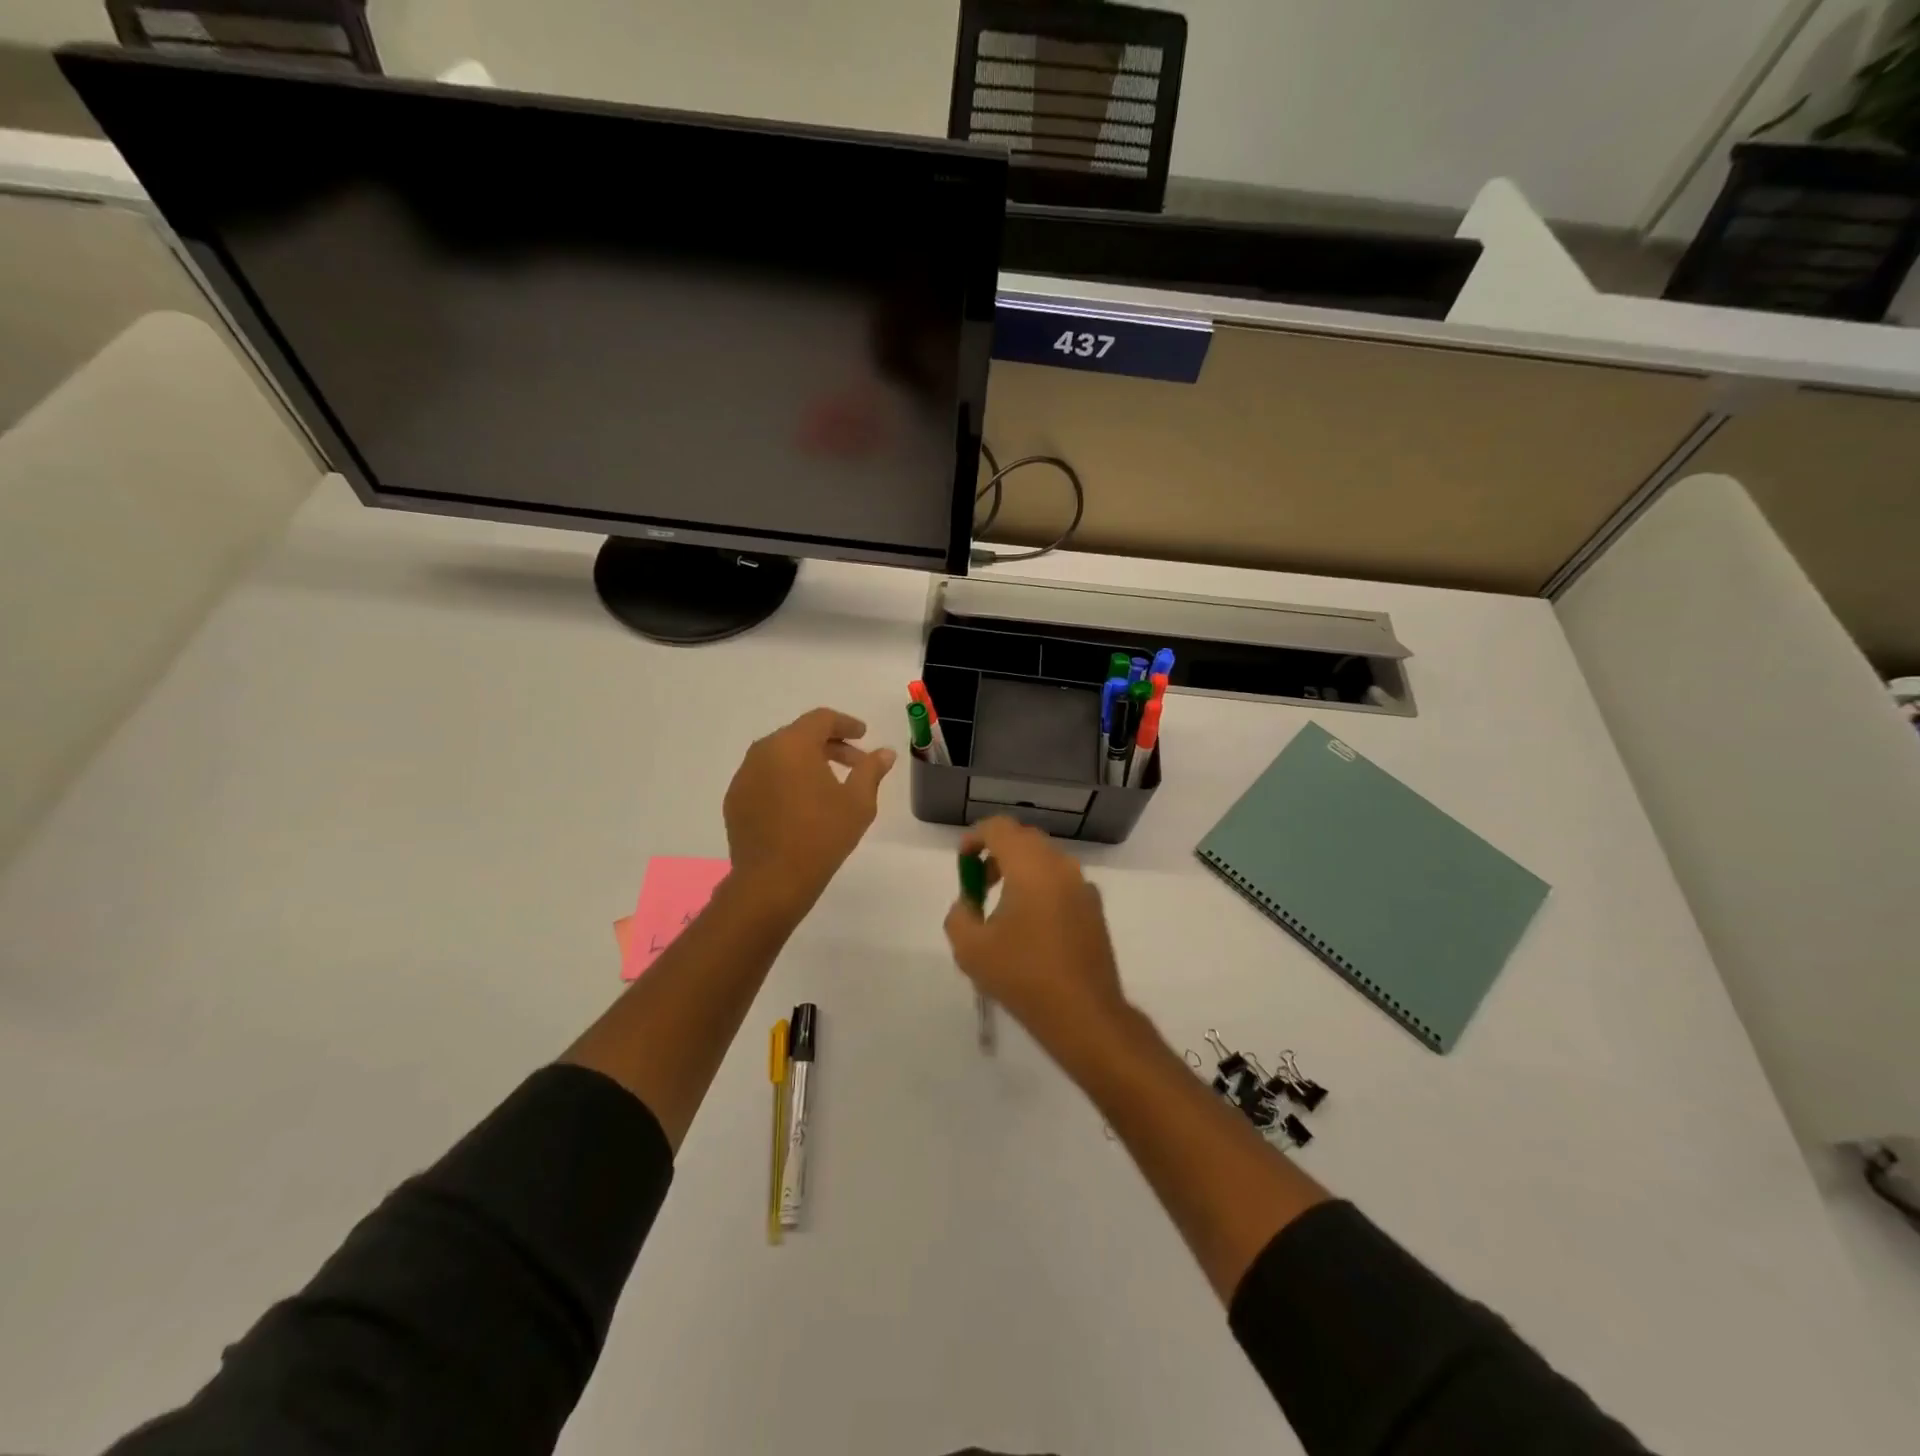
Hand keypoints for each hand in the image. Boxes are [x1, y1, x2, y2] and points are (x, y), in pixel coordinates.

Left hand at [723, 708, 894, 916]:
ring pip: (780, 757)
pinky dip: (785, 781)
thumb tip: (884, 753)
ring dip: (806, 763)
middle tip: (854, 763)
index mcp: (793, 745)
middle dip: (829, 745)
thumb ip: (871, 770)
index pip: (821, 719)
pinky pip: (764, 778)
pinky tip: (801, 805)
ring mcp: (744, 776)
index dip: (846, 724)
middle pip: (799, 735)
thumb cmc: (821, 836)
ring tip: (828, 785)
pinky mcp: (734, 800)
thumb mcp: (858, 802)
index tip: (863, 735)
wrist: (771, 882)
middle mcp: (763, 752)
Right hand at [943, 817, 1128, 1051]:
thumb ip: (959, 915)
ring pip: (1045, 861)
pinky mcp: (1094, 909)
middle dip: (997, 854)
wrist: (1084, 1014)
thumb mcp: (970, 949)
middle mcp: (1061, 866)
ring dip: (1019, 872)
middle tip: (979, 887)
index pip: (1000, 828)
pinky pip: (1061, 883)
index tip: (962, 862)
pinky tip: (1031, 928)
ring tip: (1002, 910)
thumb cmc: (1023, 976)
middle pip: (1024, 840)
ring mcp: (1083, 887)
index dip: (975, 838)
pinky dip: (1041, 889)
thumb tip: (969, 904)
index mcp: (1030, 866)